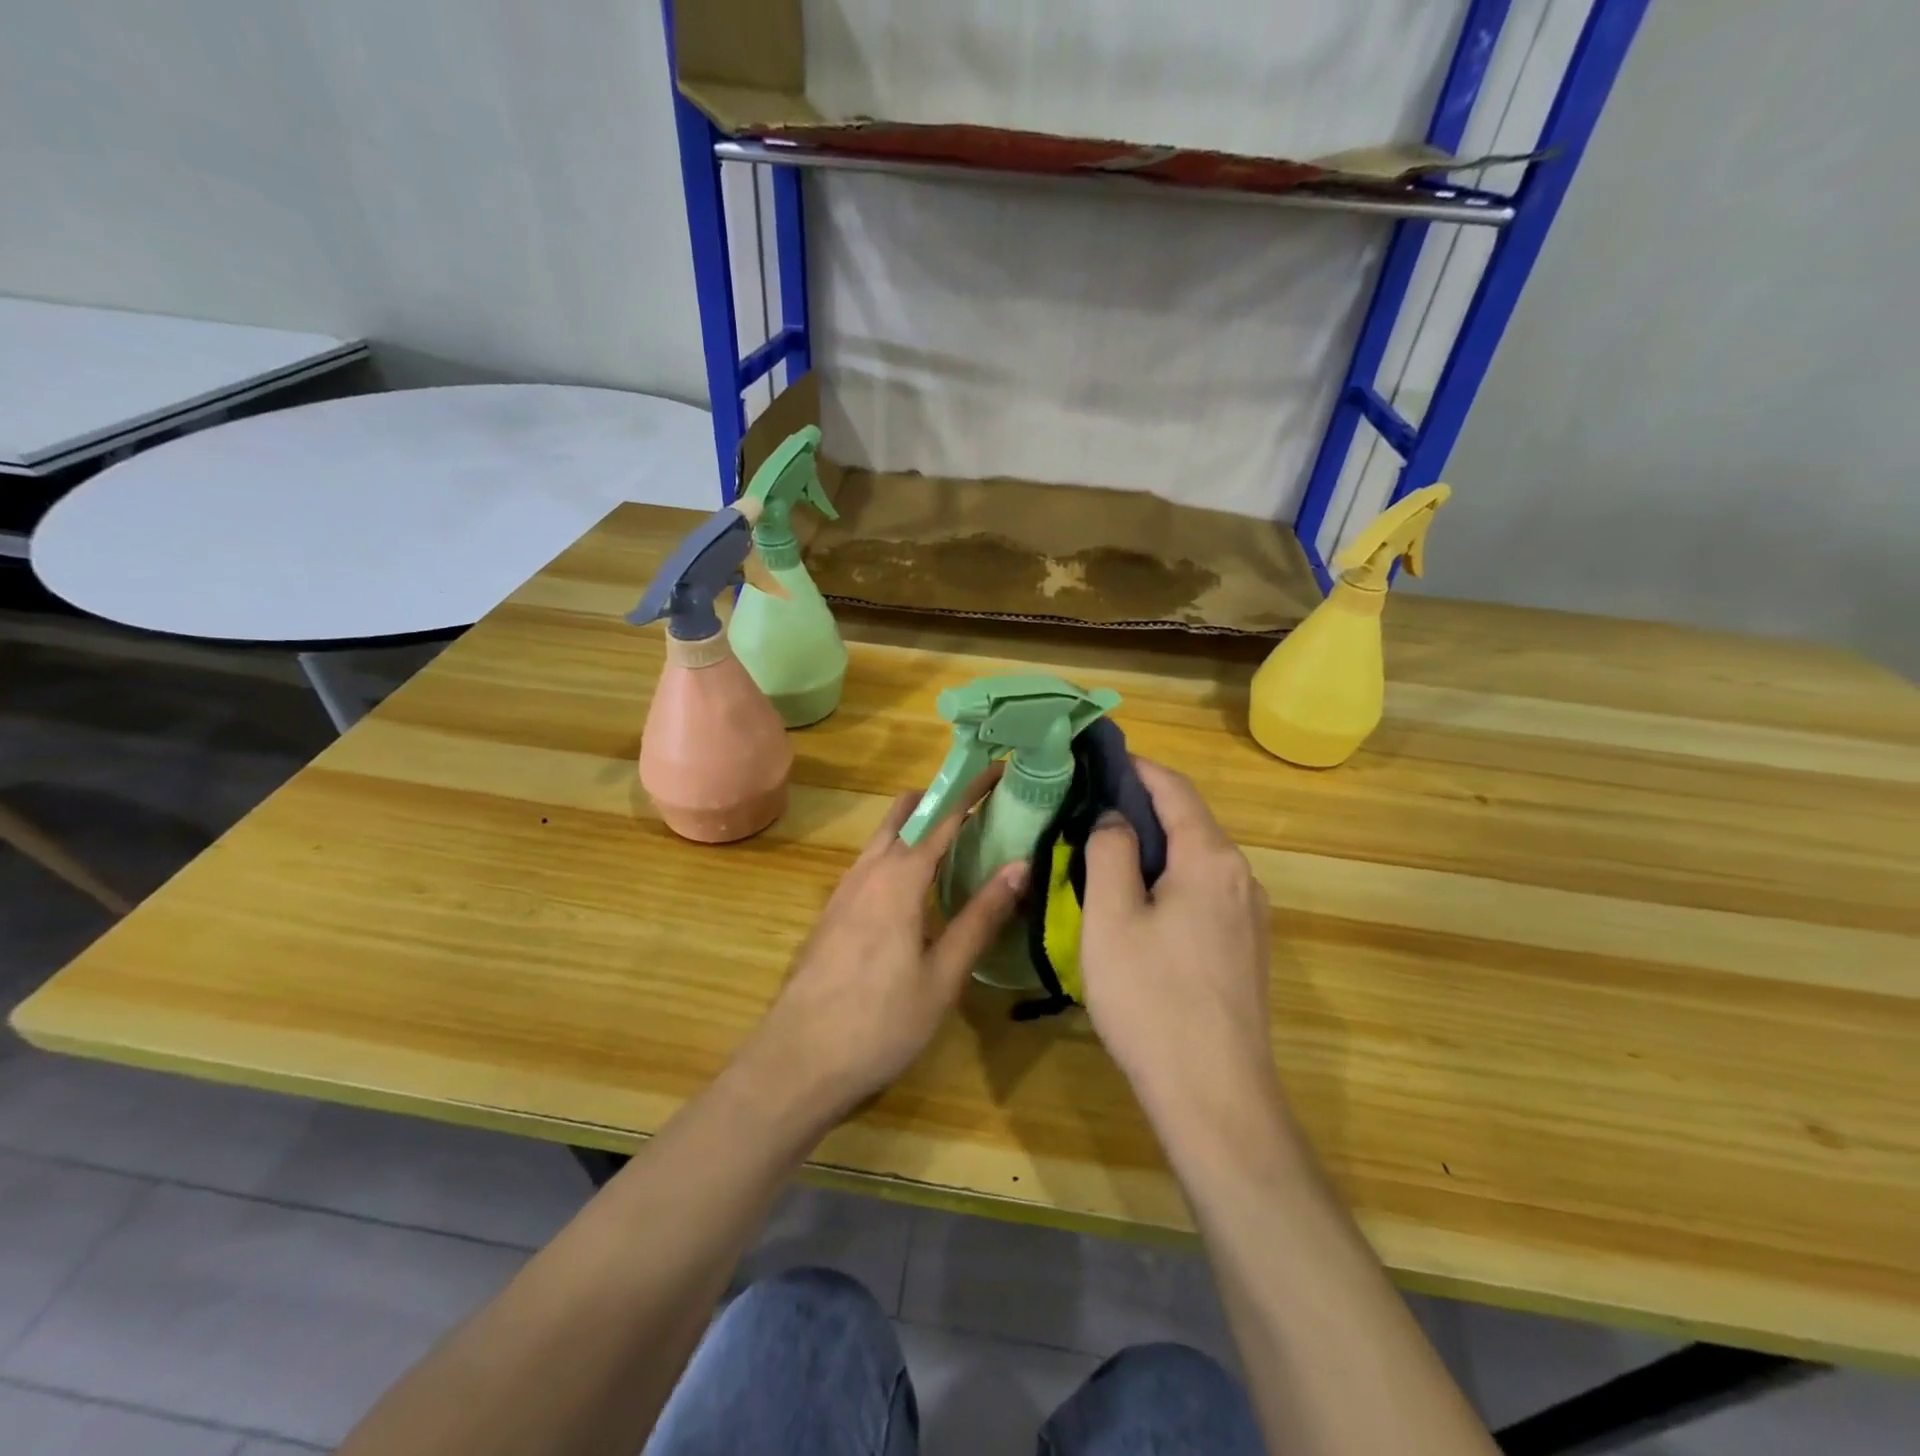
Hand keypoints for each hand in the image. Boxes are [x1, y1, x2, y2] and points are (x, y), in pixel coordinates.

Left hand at [740, 769, 1027, 1126]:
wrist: (796, 1061)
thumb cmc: (880, 1022)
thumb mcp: (944, 976)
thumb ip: (981, 917)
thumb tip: (1020, 864)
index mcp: (900, 878)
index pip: (943, 817)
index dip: (972, 789)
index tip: (999, 768)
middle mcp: (868, 871)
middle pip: (905, 814)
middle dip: (941, 799)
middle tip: (981, 806)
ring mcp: (844, 890)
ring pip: (884, 837)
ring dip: (918, 825)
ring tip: (957, 841)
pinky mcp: (832, 912)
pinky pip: (871, 862)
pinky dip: (899, 852)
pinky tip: (916, 887)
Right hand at [1079, 759, 1278, 1124]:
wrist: (1216, 1097)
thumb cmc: (1151, 1000)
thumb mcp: (1110, 919)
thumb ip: (1110, 853)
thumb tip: (1116, 819)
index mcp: (1210, 859)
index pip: (1174, 789)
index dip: (1137, 766)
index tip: (1099, 756)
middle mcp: (1240, 877)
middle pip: (1189, 822)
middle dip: (1142, 807)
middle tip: (1089, 808)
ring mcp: (1250, 917)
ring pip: (1197, 860)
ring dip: (1155, 846)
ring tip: (1106, 853)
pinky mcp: (1247, 950)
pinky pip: (1204, 893)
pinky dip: (1170, 879)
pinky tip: (1139, 904)